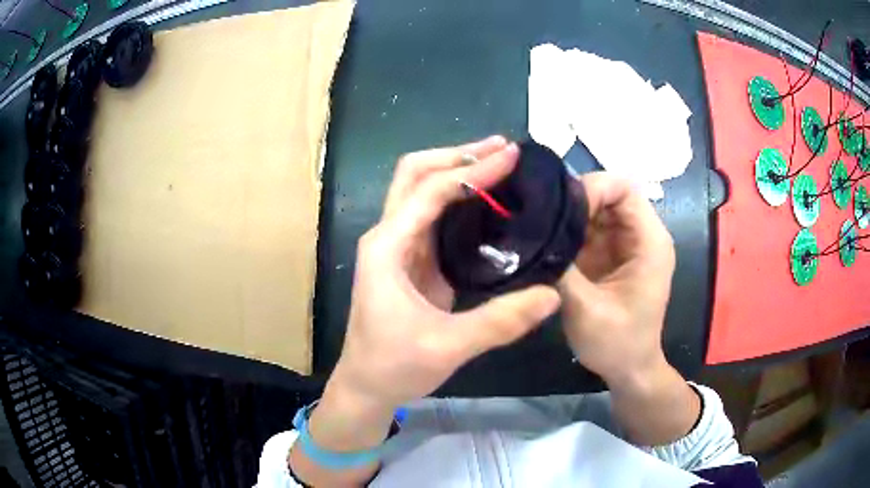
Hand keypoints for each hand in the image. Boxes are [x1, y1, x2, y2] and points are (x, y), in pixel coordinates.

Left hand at [326, 136, 560, 412]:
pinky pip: (434, 215)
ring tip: (498, 162)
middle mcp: (389, 236)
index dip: (473, 171)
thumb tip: (552, 295)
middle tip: (501, 149)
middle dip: (457, 155)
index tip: (511, 156)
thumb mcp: (448, 346)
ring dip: (457, 170)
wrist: (366, 385)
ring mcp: (399, 246)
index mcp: (388, 247)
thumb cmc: (394, 365)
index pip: (432, 191)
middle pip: (415, 174)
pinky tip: (488, 201)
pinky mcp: (411, 261)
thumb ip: (500, 321)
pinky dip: (459, 198)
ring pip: (422, 189)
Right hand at [558, 172, 675, 384]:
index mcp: (649, 241)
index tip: (559, 211)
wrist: (629, 369)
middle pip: (607, 192)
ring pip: (594, 208)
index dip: (592, 188)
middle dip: (573, 200)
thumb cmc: (618, 344)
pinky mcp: (610, 253)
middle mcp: (640, 233)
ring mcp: (624, 242)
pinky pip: (587, 228)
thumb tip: (528, 235)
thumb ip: (561, 269)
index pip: (623, 187)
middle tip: (540, 218)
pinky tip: (545, 242)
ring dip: (567, 216)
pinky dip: (566, 231)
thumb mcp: (586, 309)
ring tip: (537, 228)